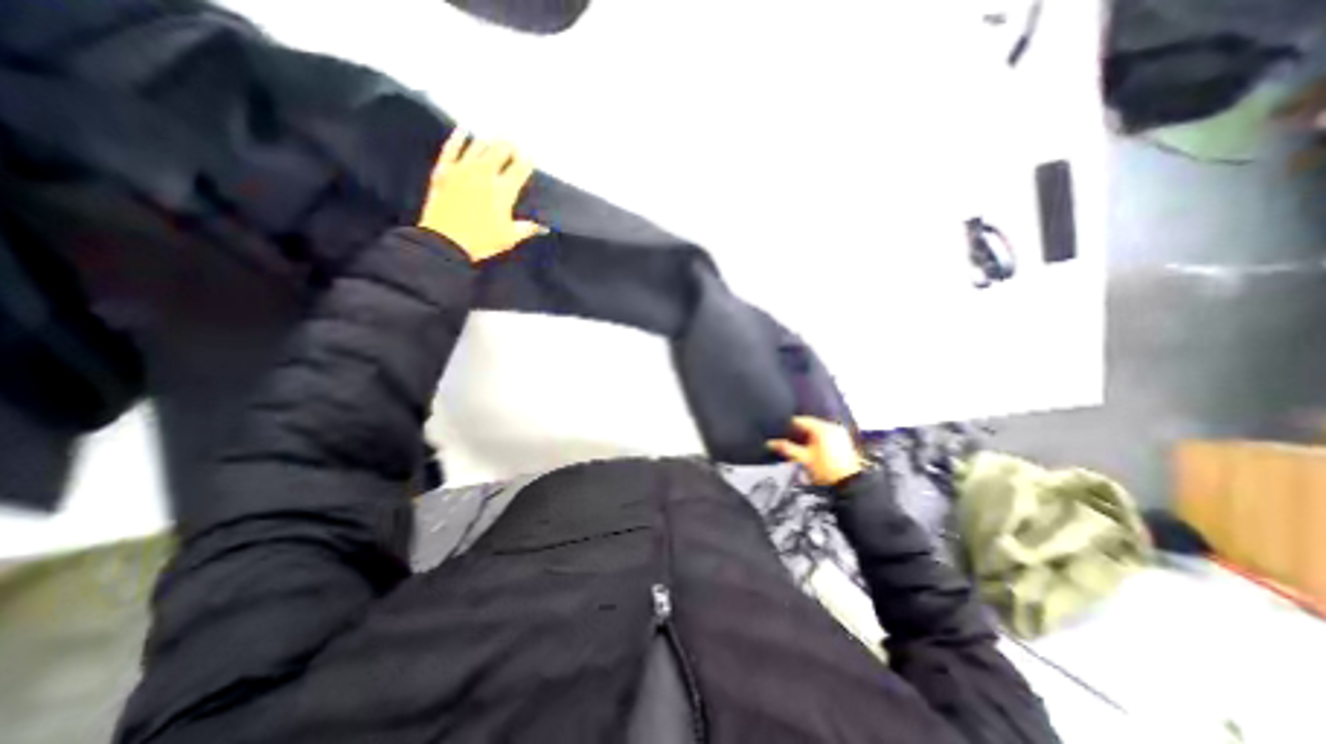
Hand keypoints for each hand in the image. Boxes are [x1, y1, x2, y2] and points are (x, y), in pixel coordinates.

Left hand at [423, 127, 551, 261]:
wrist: (446, 241)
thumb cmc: (482, 241)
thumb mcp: (510, 237)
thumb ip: (527, 228)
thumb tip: (543, 227)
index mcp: (504, 190)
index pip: (520, 168)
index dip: (527, 161)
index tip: (531, 158)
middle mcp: (485, 174)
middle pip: (500, 150)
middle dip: (509, 146)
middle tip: (514, 146)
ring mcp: (463, 169)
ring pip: (478, 146)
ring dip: (489, 141)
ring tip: (495, 140)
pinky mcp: (444, 170)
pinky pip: (452, 148)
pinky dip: (458, 138)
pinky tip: (463, 130)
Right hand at [763, 419, 867, 486]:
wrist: (849, 484)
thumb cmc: (826, 471)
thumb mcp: (803, 459)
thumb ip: (786, 448)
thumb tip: (770, 443)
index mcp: (822, 428)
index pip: (800, 420)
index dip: (788, 427)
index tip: (781, 434)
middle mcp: (832, 426)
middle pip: (809, 425)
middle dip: (799, 433)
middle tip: (790, 443)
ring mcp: (839, 433)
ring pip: (817, 430)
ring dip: (808, 437)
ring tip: (801, 449)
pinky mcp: (843, 440)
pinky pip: (826, 435)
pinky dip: (818, 440)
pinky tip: (814, 451)